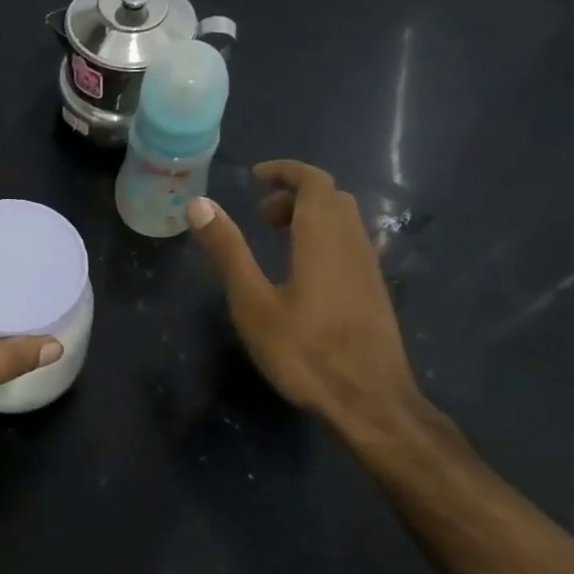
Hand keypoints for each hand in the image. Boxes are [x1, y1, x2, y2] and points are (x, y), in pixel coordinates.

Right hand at [187, 161, 418, 426]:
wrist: (370, 401)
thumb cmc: (304, 351)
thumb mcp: (252, 302)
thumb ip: (228, 250)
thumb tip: (199, 203)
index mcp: (323, 238)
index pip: (314, 182)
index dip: (286, 171)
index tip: (255, 177)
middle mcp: (353, 243)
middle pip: (331, 198)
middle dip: (295, 194)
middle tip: (259, 214)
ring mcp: (369, 268)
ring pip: (344, 221)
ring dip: (310, 216)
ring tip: (275, 239)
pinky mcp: (374, 291)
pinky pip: (350, 244)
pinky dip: (323, 237)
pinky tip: (301, 273)